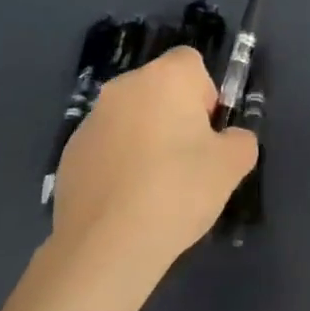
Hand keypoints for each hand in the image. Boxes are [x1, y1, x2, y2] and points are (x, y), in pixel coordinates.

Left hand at [52, 47, 257, 266]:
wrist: (105, 247)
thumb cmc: (177, 191)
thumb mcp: (232, 166)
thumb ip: (240, 141)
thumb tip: (230, 140)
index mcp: (165, 77)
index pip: (191, 63)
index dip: (204, 95)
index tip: (207, 134)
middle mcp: (125, 86)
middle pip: (159, 90)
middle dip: (173, 117)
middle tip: (186, 163)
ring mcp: (91, 119)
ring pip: (130, 118)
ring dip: (143, 140)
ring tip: (153, 189)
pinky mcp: (69, 153)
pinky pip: (106, 148)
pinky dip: (117, 164)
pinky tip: (125, 203)